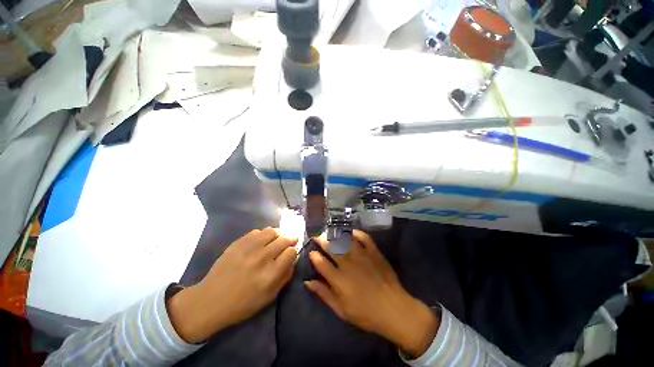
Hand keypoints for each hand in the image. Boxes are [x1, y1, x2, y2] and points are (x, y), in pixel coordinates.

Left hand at [168, 228, 297, 343]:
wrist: (210, 301)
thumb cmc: (242, 304)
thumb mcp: (269, 297)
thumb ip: (285, 276)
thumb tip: (293, 259)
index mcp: (270, 274)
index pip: (291, 252)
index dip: (294, 251)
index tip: (292, 252)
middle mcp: (262, 258)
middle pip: (284, 239)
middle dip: (290, 239)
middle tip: (291, 241)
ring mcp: (249, 248)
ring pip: (272, 231)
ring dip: (279, 234)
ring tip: (279, 237)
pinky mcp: (238, 243)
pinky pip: (257, 231)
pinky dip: (264, 233)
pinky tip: (264, 239)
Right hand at [305, 231, 438, 357]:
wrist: (393, 309)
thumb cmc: (365, 313)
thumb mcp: (341, 309)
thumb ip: (324, 294)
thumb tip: (308, 282)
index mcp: (339, 279)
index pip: (321, 263)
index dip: (314, 256)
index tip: (311, 252)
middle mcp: (348, 263)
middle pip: (331, 247)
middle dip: (322, 240)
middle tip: (317, 236)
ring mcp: (362, 256)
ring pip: (345, 240)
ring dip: (336, 234)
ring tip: (331, 231)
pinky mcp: (374, 252)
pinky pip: (365, 238)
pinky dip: (358, 233)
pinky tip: (352, 232)